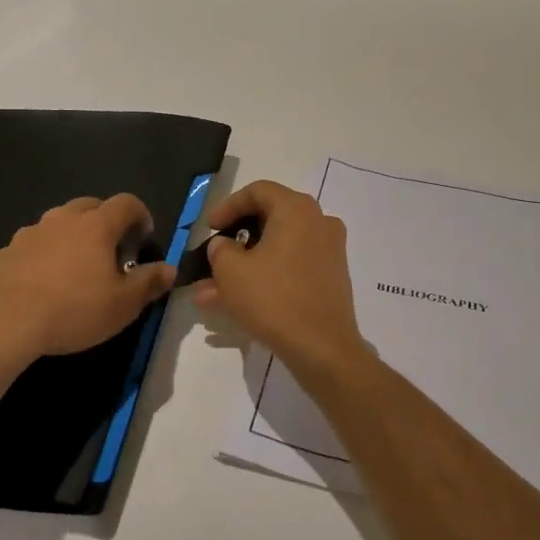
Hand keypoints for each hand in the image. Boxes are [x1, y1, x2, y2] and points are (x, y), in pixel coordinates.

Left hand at [0, 194, 175, 363]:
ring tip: (73, 268)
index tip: (144, 237)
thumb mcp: (123, 304)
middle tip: (111, 250)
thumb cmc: (73, 310)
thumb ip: (149, 282)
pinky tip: (37, 283)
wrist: (2, 322)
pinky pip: (28, 248)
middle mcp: (61, 220)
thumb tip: (170, 269)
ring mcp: (28, 234)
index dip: (140, 215)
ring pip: (56, 224)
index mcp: (96, 226)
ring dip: (70, 237)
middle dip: (105, 221)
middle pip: (89, 205)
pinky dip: (38, 257)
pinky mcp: (3, 253)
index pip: (126, 203)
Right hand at [193, 181, 370, 379]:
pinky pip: (290, 268)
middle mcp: (319, 223)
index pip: (258, 191)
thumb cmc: (274, 299)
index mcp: (297, 210)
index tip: (209, 228)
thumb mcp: (231, 272)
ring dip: (244, 265)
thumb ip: (220, 250)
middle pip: (269, 219)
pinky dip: (265, 278)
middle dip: (235, 240)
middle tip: (212, 256)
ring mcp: (328, 252)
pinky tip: (234, 304)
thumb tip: (224, 246)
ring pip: (277, 249)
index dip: (228, 206)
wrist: (323, 348)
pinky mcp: (330, 279)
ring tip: (211, 291)